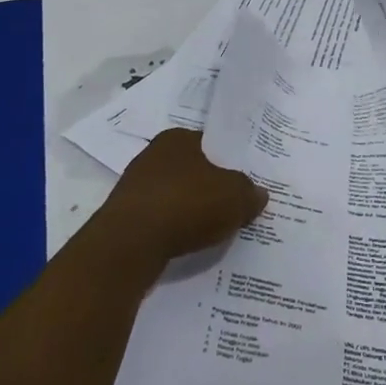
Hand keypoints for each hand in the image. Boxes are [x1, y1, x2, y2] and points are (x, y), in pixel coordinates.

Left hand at [99, 128, 268, 272]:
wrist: (130, 246)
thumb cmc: (186, 204)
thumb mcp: (235, 196)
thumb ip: (250, 192)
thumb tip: (258, 194)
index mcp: (177, 138)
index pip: (211, 144)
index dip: (231, 161)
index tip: (247, 179)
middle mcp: (153, 156)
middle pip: (194, 170)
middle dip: (213, 187)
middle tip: (237, 204)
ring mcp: (136, 188)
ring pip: (177, 196)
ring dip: (193, 211)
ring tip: (218, 229)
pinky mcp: (126, 218)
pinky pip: (162, 220)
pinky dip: (176, 229)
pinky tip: (191, 243)